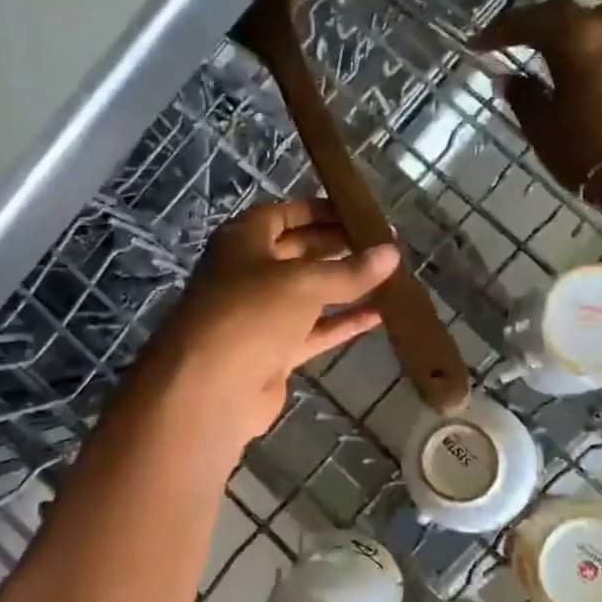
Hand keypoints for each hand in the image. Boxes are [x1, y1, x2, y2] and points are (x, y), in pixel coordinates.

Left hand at [149, 200, 398, 445]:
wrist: (209, 389)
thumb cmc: (250, 313)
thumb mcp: (303, 283)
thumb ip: (349, 271)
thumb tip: (392, 253)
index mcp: (243, 240)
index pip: (287, 214)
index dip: (324, 211)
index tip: (363, 214)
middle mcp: (249, 272)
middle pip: (301, 251)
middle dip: (340, 247)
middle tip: (387, 245)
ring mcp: (261, 315)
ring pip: (310, 293)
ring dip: (346, 285)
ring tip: (391, 275)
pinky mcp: (273, 351)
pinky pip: (314, 330)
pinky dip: (342, 323)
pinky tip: (379, 314)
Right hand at [475, 0, 601, 229]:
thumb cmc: (585, 149)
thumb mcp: (542, 125)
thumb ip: (522, 95)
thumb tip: (506, 77)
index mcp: (575, 38)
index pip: (528, 22)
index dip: (499, 31)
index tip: (476, 43)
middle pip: (558, 13)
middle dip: (527, 23)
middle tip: (500, 37)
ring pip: (583, 19)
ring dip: (555, 27)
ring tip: (532, 42)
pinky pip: (600, 33)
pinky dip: (577, 38)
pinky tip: (563, 54)